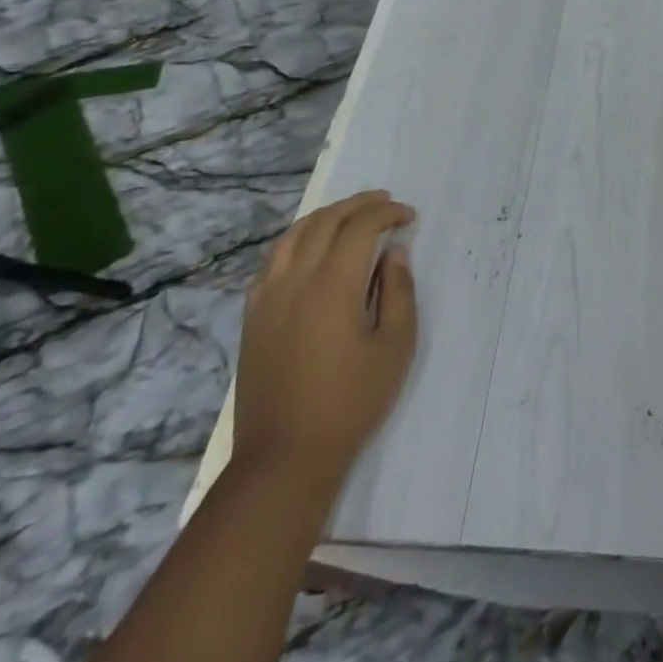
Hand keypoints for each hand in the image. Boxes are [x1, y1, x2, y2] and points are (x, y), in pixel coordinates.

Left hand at [232, 191, 417, 492]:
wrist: (284, 458)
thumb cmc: (350, 402)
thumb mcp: (395, 347)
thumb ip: (398, 291)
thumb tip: (394, 253)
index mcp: (332, 286)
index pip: (359, 227)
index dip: (386, 213)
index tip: (409, 217)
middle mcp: (294, 281)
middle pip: (324, 222)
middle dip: (358, 205)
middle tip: (385, 203)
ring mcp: (266, 298)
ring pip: (292, 236)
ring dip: (325, 217)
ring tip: (349, 215)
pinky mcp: (252, 317)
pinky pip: (272, 261)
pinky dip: (296, 241)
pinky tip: (311, 250)